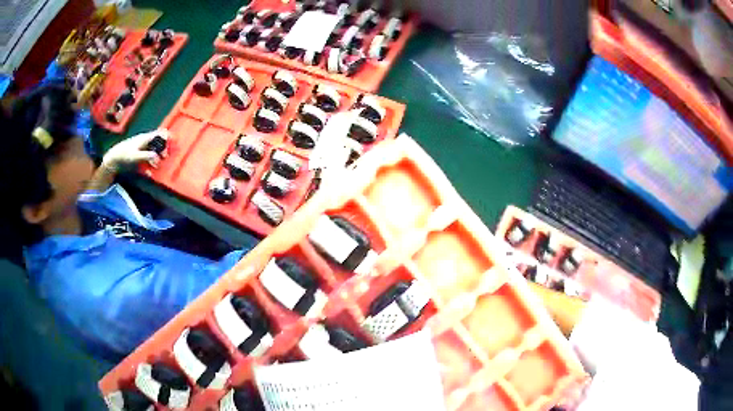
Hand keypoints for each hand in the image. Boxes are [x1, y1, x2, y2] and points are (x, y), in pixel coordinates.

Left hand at [101, 129, 168, 171]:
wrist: (114, 158)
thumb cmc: (124, 155)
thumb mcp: (135, 156)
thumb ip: (146, 156)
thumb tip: (157, 157)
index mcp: (145, 138)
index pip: (159, 133)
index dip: (167, 135)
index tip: (174, 140)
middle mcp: (145, 141)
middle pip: (158, 142)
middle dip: (163, 149)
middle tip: (165, 157)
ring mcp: (142, 147)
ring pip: (154, 149)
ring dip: (157, 156)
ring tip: (157, 166)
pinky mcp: (139, 153)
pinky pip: (148, 156)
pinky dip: (150, 162)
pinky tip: (149, 171)